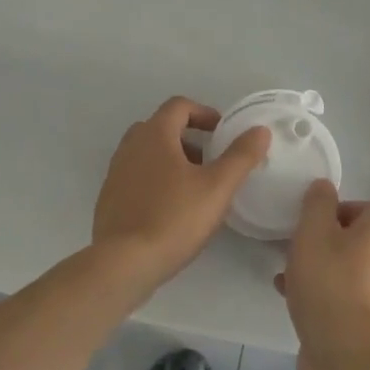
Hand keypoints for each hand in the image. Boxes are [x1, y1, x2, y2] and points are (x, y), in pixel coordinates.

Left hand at [93, 97, 268, 284]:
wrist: (123, 264)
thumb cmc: (173, 218)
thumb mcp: (217, 187)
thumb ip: (241, 156)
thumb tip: (260, 130)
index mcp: (154, 135)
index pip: (179, 106)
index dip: (204, 113)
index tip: (222, 132)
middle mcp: (130, 146)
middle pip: (161, 127)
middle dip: (188, 137)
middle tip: (210, 159)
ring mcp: (116, 173)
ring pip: (147, 153)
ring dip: (171, 159)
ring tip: (194, 186)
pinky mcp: (109, 199)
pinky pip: (136, 176)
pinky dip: (155, 179)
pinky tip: (171, 208)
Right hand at [276, 180, 369, 369]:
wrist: (339, 349)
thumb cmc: (327, 280)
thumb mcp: (314, 230)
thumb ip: (317, 203)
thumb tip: (324, 186)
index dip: (343, 206)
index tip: (315, 215)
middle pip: (353, 238)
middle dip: (322, 236)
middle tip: (296, 239)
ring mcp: (369, 293)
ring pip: (339, 266)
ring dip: (314, 263)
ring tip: (285, 265)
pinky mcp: (354, 319)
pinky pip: (332, 293)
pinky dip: (311, 289)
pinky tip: (285, 291)